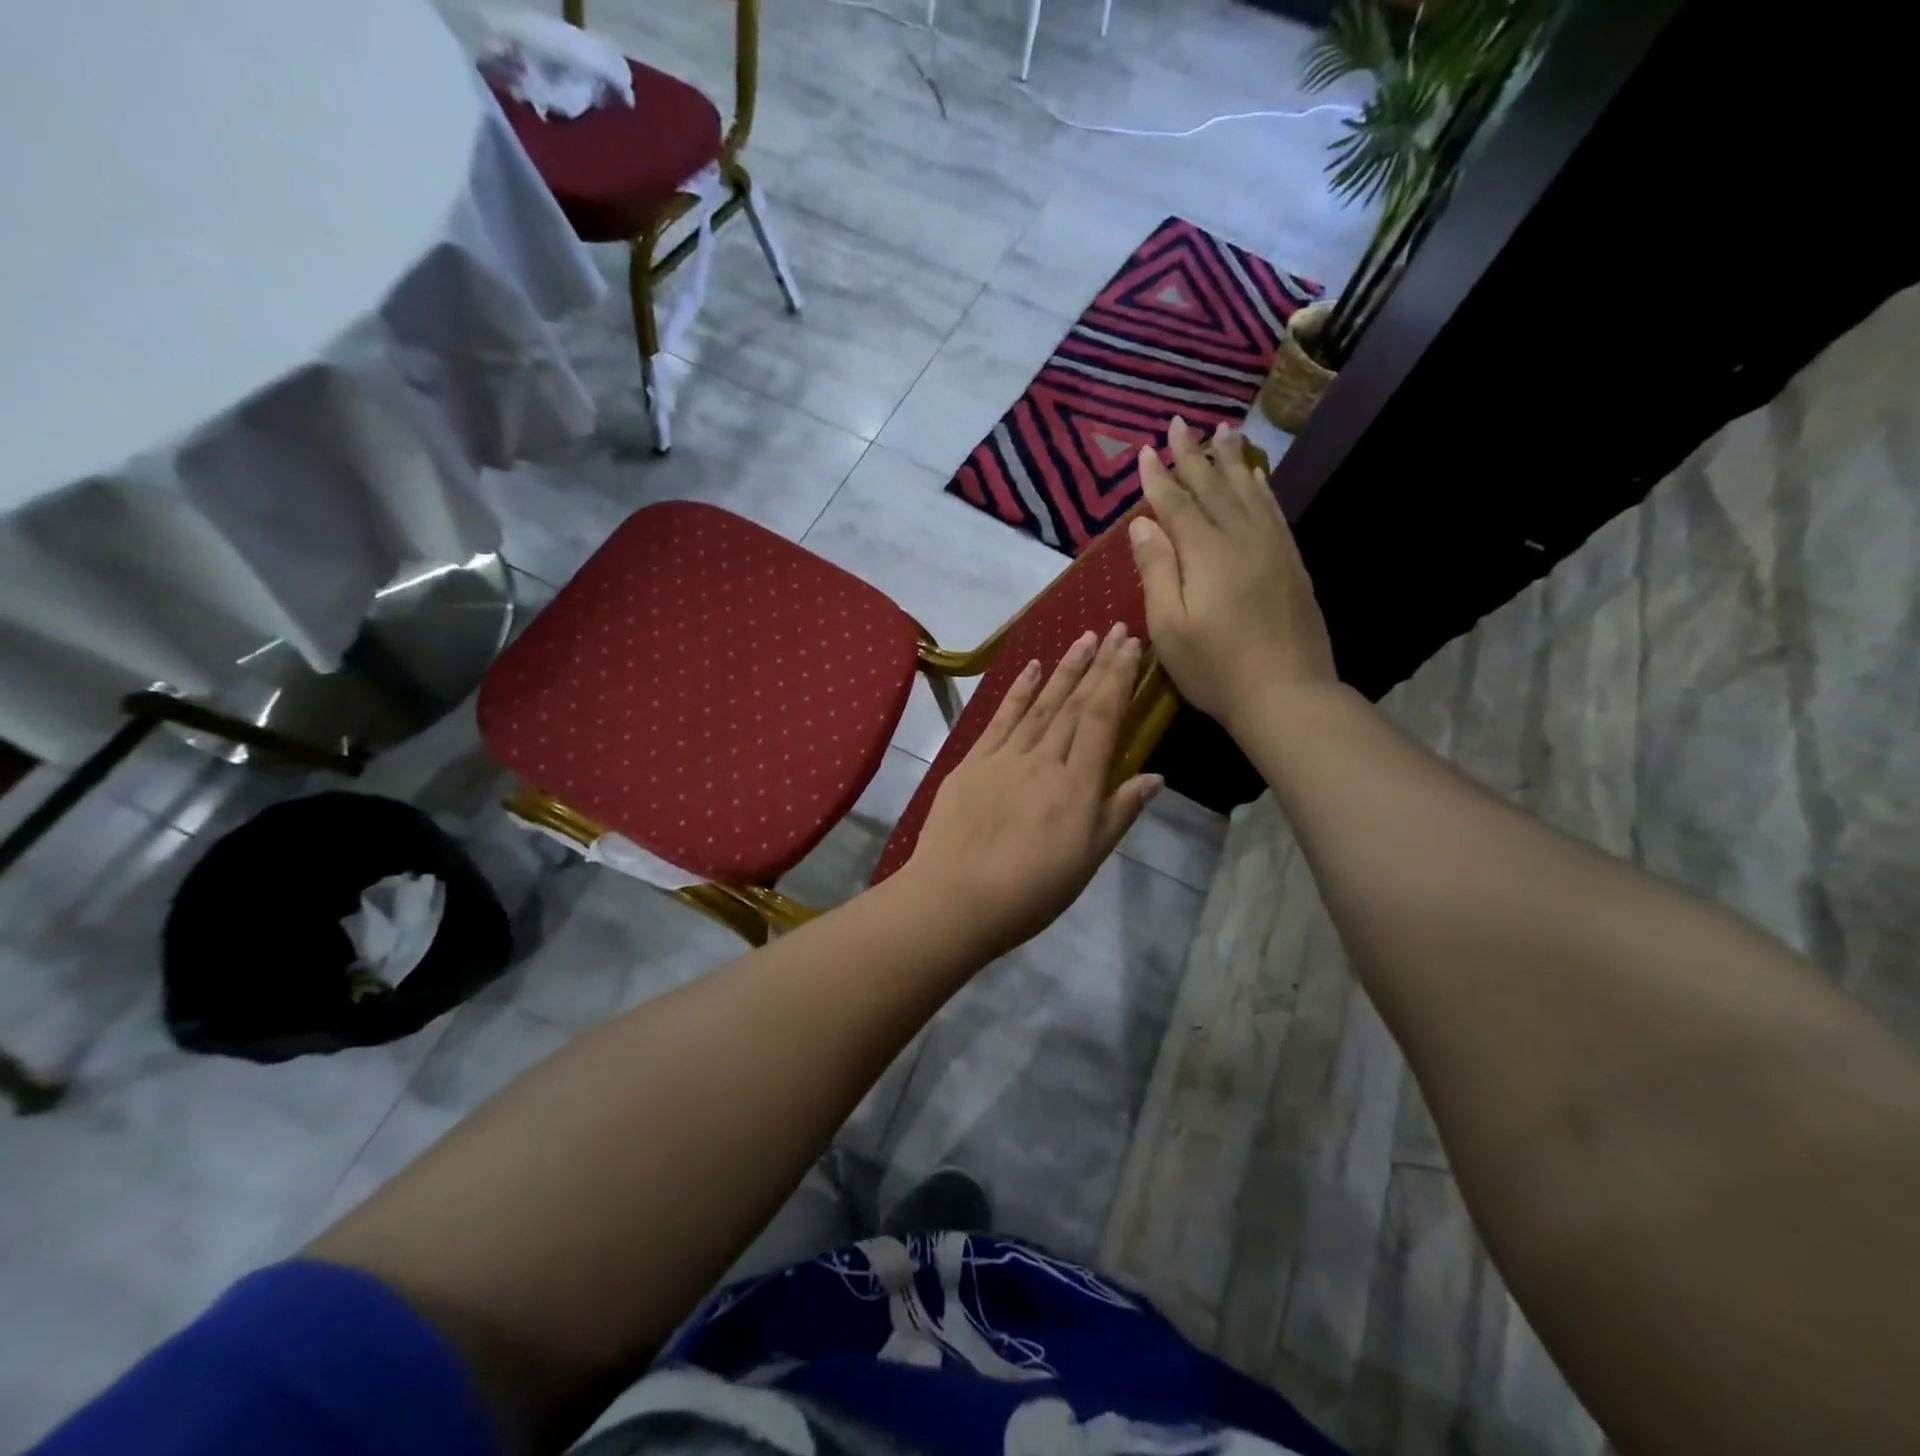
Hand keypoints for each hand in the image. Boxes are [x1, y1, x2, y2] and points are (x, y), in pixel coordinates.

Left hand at [902, 625, 1161, 957]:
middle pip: (1074, 704)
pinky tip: (1031, 669)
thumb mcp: (1087, 860)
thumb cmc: (1030, 891)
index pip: (1101, 719)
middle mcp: (1043, 760)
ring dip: (1063, 669)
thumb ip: (1119, 813)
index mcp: (1077, 786)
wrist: (955, 898)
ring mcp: (1004, 758)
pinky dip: (1018, 692)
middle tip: (1113, 628)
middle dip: (1096, 664)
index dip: (1117, 679)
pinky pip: (1000, 719)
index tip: (1130, 646)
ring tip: (1082, 638)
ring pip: (1040, 705)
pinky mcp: (972, 763)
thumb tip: (1155, 775)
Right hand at [1128, 417, 1337, 734]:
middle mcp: (1240, 538)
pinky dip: (1261, 488)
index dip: (1159, 476)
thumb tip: (1143, 523)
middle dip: (1192, 455)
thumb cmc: (1215, 667)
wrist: (1287, 693)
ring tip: (1222, 430)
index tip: (1146, 448)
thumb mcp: (1168, 625)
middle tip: (1180, 422)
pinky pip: (1273, 511)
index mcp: (1205, 553)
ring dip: (1230, 460)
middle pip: (1212, 487)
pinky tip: (1255, 477)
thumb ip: (1156, 569)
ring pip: (1247, 492)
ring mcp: (1271, 548)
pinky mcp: (1291, 562)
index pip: (1176, 503)